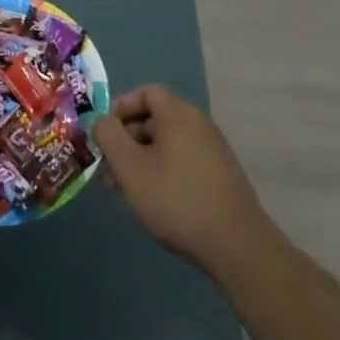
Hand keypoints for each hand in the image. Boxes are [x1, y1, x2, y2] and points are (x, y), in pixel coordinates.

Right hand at [93, 83, 270, 278]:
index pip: (145, 93)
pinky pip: (182, 164)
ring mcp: (212, 151)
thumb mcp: (129, 166)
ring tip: (123, 192)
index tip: (105, 135)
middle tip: (108, 170)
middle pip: (154, 121)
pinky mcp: (220, 177)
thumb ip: (108, 136)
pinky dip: (161, 174)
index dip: (120, 108)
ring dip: (140, 162)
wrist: (237, 246)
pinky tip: (151, 203)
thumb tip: (103, 122)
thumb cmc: (176, 198)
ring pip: (166, 146)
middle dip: (126, 142)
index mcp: (178, 114)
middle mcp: (198, 125)